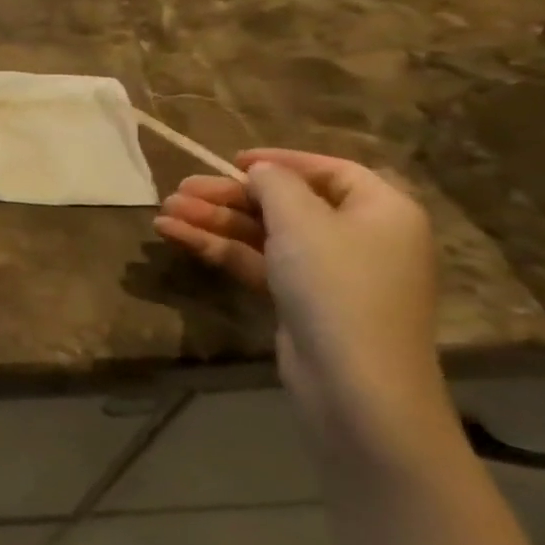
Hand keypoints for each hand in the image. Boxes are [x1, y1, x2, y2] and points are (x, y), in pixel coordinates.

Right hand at [156, 148, 455, 463]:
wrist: (355, 383)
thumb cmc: (336, 285)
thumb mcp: (301, 221)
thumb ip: (275, 185)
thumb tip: (261, 171)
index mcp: (380, 210)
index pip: (329, 171)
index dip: (281, 162)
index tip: (232, 161)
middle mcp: (360, 237)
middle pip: (287, 203)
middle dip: (229, 196)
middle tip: (180, 189)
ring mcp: (329, 273)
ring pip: (264, 234)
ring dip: (214, 220)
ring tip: (165, 211)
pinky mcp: (302, 301)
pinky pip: (258, 262)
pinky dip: (219, 248)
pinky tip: (175, 236)